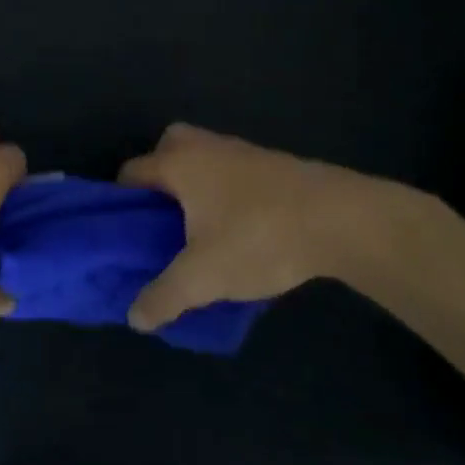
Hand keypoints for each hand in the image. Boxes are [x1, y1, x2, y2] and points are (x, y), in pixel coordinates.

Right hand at [118, 123, 431, 331]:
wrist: (342, 220)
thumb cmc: (258, 237)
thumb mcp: (203, 277)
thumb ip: (164, 297)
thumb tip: (135, 318)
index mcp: (179, 163)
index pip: (131, 171)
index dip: (121, 202)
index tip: (126, 234)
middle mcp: (205, 147)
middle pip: (167, 149)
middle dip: (160, 179)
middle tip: (163, 220)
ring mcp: (243, 151)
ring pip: (203, 159)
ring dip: (196, 186)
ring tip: (201, 231)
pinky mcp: (274, 164)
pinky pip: (233, 171)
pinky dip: (226, 191)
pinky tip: (240, 229)